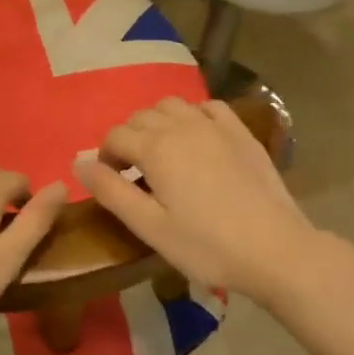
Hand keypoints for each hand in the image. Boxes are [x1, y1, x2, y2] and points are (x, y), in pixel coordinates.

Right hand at [75, 98, 323, 306]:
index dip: (105, 157)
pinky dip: (193, 115)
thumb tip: (77, 162)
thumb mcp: (150, 227)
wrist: (276, 249)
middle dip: (128, 139)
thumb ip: (111, 191)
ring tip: (162, 153)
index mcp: (155, 148)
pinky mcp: (241, 132)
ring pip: (172, 105)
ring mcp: (214, 125)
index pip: (114, 136)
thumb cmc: (206, 245)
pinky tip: (196, 137)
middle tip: (135, 173)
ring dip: (158, 122)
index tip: (113, 183)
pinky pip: (208, 107)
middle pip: (140, 117)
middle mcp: (181, 125)